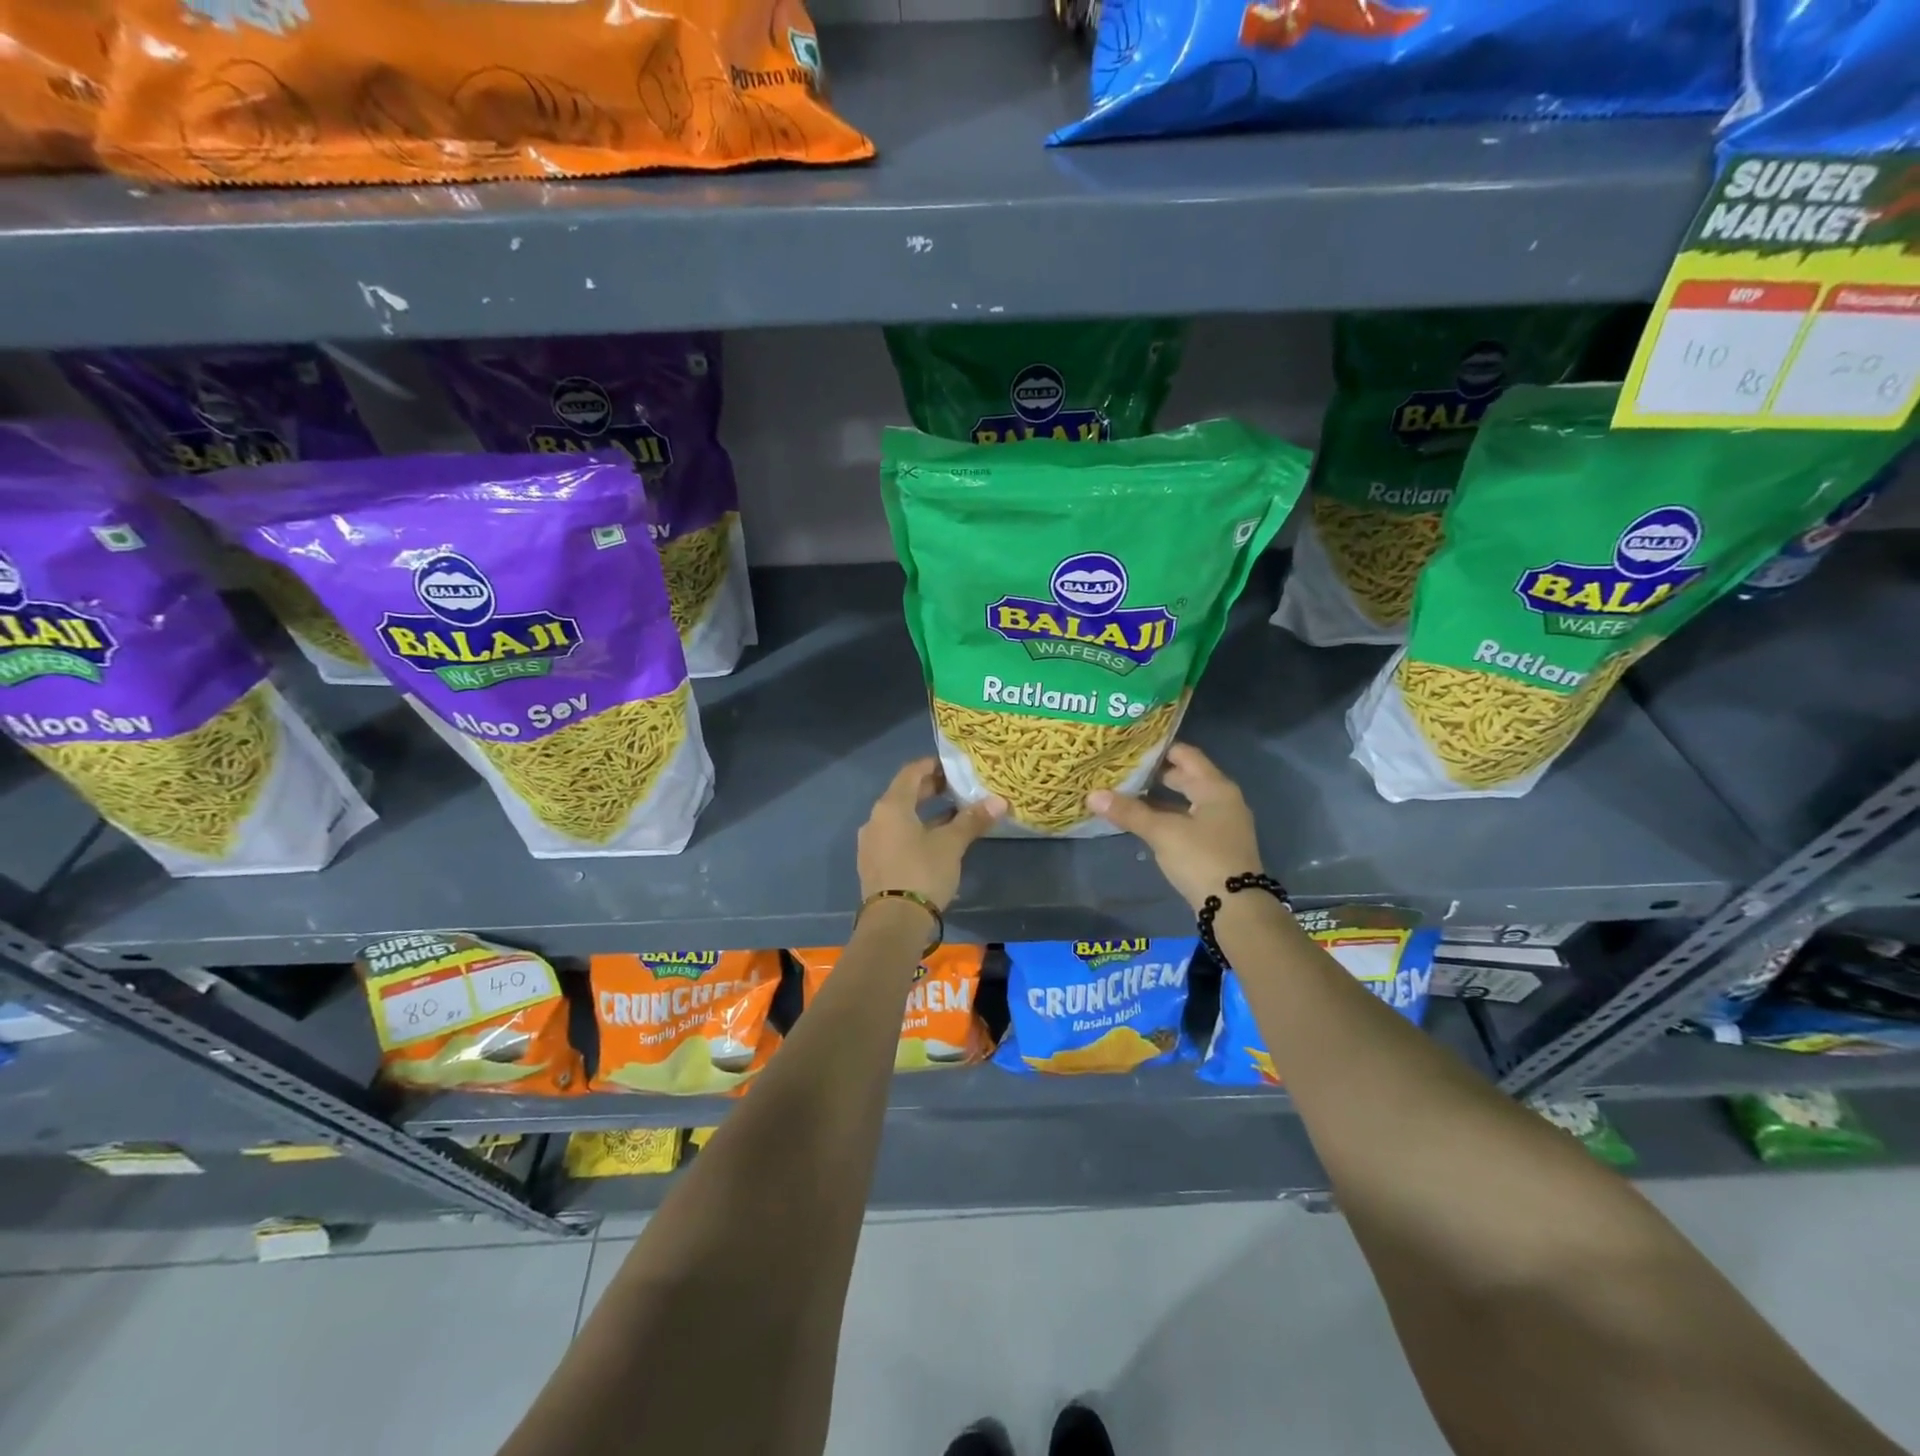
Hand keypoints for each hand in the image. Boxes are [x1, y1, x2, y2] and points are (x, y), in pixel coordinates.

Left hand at [858, 759, 1004, 910]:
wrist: (893, 923)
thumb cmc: (922, 873)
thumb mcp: (951, 845)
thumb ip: (972, 820)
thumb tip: (999, 801)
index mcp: (891, 806)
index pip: (911, 772)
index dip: (932, 765)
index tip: (953, 766)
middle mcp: (876, 819)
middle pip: (904, 795)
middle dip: (931, 790)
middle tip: (957, 788)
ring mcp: (871, 843)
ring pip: (900, 818)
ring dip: (925, 813)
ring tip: (953, 814)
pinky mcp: (874, 864)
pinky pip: (896, 837)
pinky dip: (915, 831)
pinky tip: (936, 841)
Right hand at [1087, 743, 1263, 910]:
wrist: (1236, 907)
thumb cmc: (1201, 858)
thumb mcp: (1162, 832)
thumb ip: (1129, 812)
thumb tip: (1092, 794)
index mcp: (1215, 787)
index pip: (1185, 754)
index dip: (1159, 748)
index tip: (1130, 747)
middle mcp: (1223, 799)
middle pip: (1186, 776)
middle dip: (1155, 774)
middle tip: (1123, 770)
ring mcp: (1222, 823)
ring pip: (1186, 800)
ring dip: (1159, 797)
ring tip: (1127, 794)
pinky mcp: (1216, 844)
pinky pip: (1188, 820)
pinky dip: (1168, 817)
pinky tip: (1144, 822)